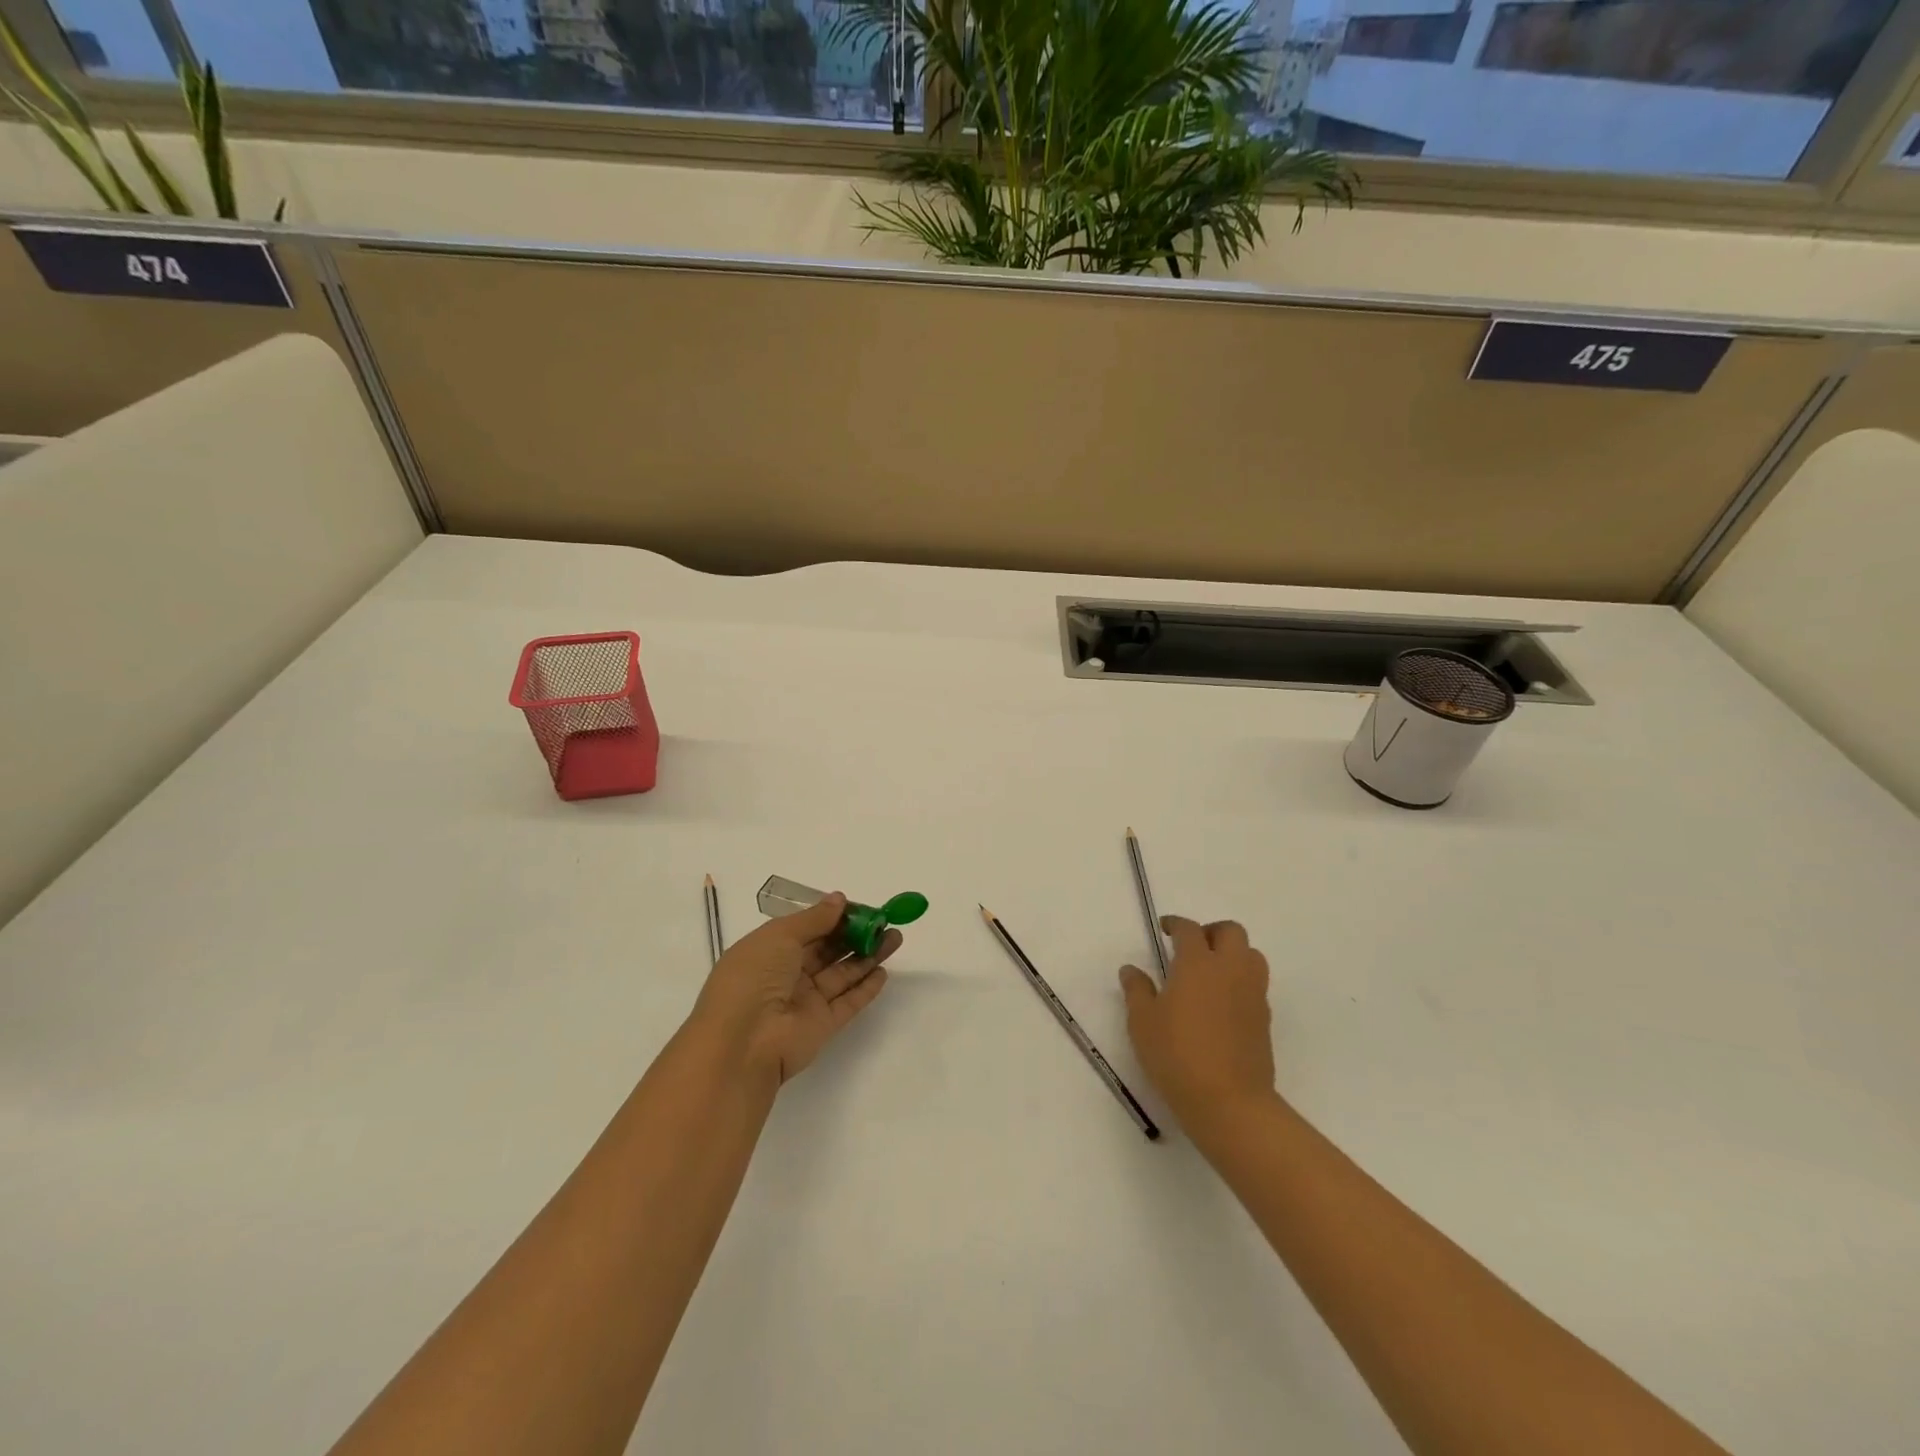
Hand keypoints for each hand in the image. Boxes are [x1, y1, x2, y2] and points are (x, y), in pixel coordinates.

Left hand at [689, 892, 898, 1086]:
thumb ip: (814, 918)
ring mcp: (805, 1002)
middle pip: (827, 951)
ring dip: (867, 956)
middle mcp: (787, 975)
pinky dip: (866, 988)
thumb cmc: (753, 978)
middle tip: (885, 921)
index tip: (860, 907)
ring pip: (842, 974)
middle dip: (856, 934)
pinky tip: (883, 972)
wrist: (743, 1043)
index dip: (833, 917)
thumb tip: (839, 900)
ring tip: (894, 938)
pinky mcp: (823, 1025)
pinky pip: (848, 1003)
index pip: (806, 930)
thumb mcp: (780, 936)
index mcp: (769, 951)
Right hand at [1120, 916, 1274, 1134]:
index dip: (1176, 924)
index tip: (1165, 928)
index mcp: (1198, 964)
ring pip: (1251, 955)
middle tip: (1192, 947)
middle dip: (1211, 932)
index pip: (1190, 930)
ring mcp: (1252, 993)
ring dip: (1232, 953)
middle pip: (1231, 932)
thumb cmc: (1177, 1055)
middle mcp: (1230, 970)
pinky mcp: (1264, 1018)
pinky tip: (1222, 1002)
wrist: (1229, 1102)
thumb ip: (1137, 991)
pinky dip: (1241, 981)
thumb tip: (1131, 970)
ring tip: (1211, 972)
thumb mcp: (1142, 1023)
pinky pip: (1256, 984)